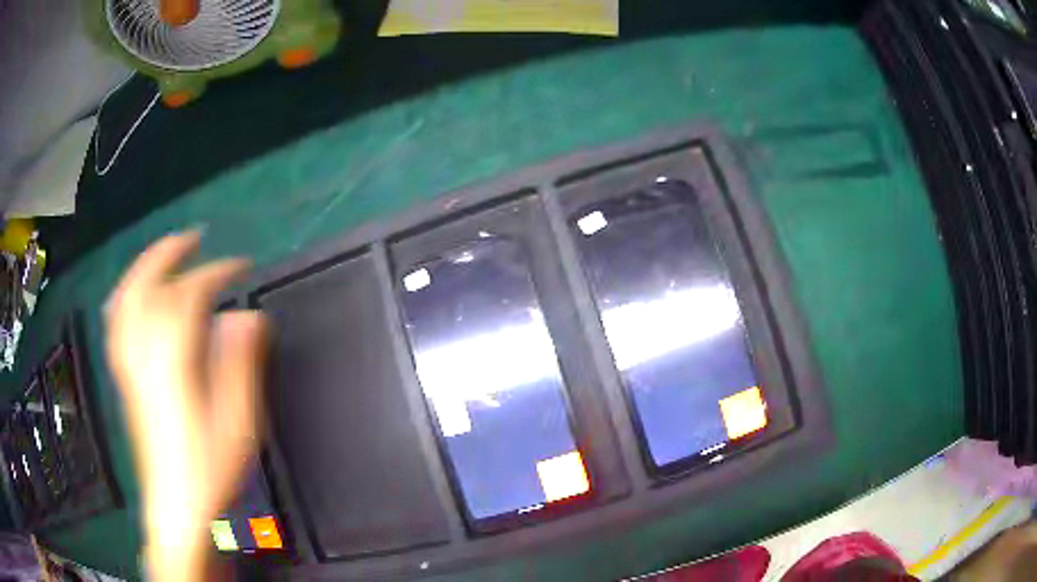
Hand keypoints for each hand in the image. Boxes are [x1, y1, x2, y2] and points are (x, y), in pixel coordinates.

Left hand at [105, 231, 269, 580]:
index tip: (241, 266)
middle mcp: (143, 353)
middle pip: (147, 285)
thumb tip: (247, 317)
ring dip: (144, 267)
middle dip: (170, 253)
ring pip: (126, 299)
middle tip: (194, 238)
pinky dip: (125, 297)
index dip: (217, 272)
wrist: (175, 508)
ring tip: (163, 253)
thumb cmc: (208, 471)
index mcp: (173, 361)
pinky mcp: (125, 378)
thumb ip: (239, 364)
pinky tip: (133, 295)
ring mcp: (129, 364)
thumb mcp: (237, 423)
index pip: (190, 296)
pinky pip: (116, 324)